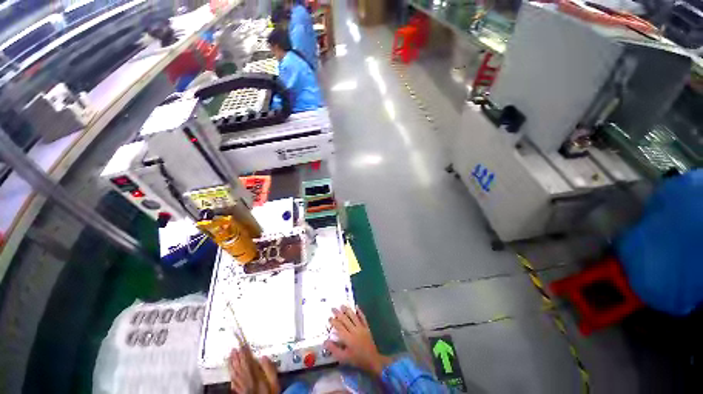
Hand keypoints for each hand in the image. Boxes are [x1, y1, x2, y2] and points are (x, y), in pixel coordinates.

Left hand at [228, 347, 279, 393]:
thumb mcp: (274, 382)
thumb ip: (269, 369)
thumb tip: (263, 356)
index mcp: (254, 377)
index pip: (248, 362)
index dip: (245, 353)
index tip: (242, 345)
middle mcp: (246, 382)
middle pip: (240, 368)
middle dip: (236, 358)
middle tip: (233, 349)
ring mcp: (242, 388)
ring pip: (235, 375)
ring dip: (232, 365)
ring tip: (230, 357)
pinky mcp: (240, 393)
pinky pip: (234, 383)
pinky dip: (232, 376)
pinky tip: (230, 373)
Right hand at [324, 305, 391, 375]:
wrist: (372, 360)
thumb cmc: (356, 359)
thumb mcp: (343, 358)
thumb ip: (334, 349)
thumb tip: (325, 341)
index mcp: (348, 338)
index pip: (339, 327)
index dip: (334, 321)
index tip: (329, 318)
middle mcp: (354, 330)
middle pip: (345, 319)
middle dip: (338, 313)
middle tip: (333, 308)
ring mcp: (361, 328)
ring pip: (353, 316)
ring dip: (347, 310)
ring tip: (342, 305)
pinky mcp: (366, 327)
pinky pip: (363, 317)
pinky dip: (359, 311)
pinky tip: (356, 306)